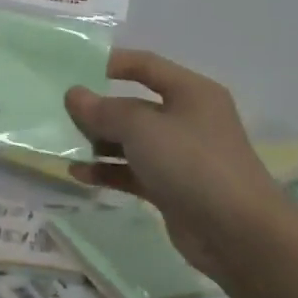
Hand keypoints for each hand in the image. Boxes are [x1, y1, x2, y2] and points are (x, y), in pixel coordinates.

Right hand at [64, 50, 293, 271]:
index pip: (146, 65)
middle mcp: (187, 119)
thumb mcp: (142, 127)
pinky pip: (132, 171)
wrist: (237, 234)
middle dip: (98, 110)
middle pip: (134, 106)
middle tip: (59, 113)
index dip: (112, 63)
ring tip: (62, 145)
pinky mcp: (171, 188)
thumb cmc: (192, 163)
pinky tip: (78, 173)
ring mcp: (180, 156)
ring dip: (98, 142)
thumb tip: (74, 95)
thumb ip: (103, 110)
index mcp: (190, 92)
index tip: (75, 69)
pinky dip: (107, 171)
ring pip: (131, 141)